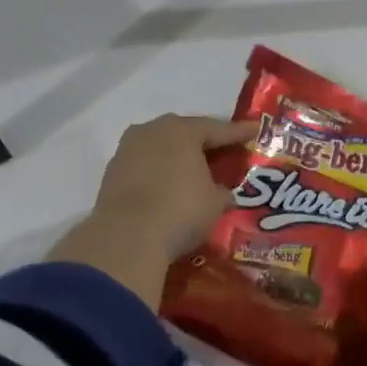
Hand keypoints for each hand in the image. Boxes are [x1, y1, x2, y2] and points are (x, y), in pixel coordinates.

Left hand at [50, 114, 255, 306]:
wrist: (127, 237)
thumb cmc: (181, 210)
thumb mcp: (215, 202)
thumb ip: (222, 191)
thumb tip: (222, 192)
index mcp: (182, 130)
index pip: (218, 129)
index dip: (239, 132)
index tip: (254, 131)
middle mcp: (152, 130)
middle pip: (185, 133)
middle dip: (205, 142)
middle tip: (224, 149)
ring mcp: (127, 150)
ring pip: (161, 148)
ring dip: (178, 157)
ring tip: (194, 169)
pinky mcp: (112, 173)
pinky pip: (145, 166)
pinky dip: (159, 173)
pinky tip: (169, 186)